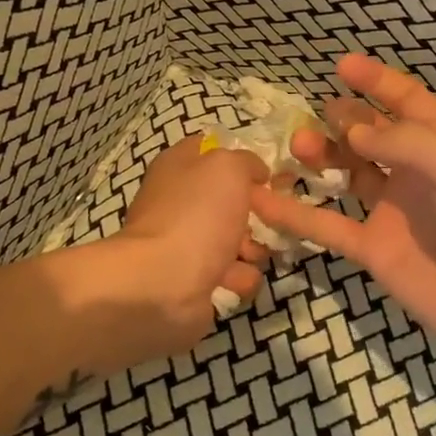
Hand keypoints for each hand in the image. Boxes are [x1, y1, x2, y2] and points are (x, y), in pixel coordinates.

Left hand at [114, 136, 270, 341]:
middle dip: (258, 212)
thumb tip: (256, 173)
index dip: (244, 161)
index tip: (270, 177)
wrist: (162, 283)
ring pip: (237, 238)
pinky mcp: (194, 279)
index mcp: (180, 166)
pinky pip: (232, 273)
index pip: (215, 152)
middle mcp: (181, 201)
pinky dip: (239, 278)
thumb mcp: (228, 167)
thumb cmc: (196, 215)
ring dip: (253, 248)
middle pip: (232, 199)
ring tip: (250, 255)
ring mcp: (186, 242)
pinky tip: (235, 280)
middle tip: (273, 220)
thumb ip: (246, 161)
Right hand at [249, 54, 435, 397]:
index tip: (341, 65)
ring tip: (297, 148)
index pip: (408, 102)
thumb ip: (406, 142)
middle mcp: (417, 173)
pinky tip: (265, 202)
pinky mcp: (375, 251)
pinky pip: (329, 226)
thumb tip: (351, 128)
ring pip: (347, 174)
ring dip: (321, 158)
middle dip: (342, 119)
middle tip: (313, 117)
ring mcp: (394, 213)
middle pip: (370, 135)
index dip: (376, 82)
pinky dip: (297, 215)